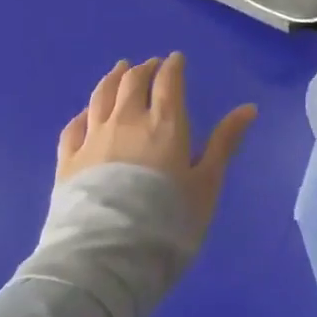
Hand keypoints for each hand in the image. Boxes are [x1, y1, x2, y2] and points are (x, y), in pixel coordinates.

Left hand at [56, 53, 257, 233]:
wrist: (107, 256)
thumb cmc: (167, 221)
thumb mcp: (206, 184)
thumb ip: (225, 143)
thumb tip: (249, 107)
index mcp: (165, 124)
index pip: (168, 83)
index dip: (172, 67)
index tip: (175, 59)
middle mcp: (127, 121)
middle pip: (132, 83)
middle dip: (143, 69)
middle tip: (150, 65)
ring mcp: (93, 138)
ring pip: (101, 96)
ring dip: (113, 79)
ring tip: (119, 70)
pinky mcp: (68, 159)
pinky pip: (74, 125)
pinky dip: (84, 112)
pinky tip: (86, 113)